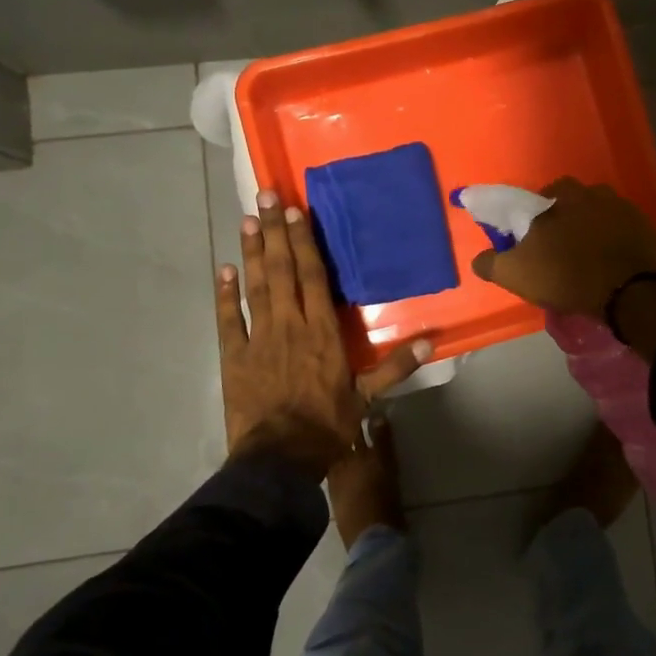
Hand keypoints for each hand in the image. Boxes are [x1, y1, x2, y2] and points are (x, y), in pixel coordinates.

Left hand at [217, 190, 429, 472]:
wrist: (278, 460)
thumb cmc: (326, 426)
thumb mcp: (367, 397)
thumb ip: (396, 366)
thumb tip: (433, 341)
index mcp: (322, 331)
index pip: (314, 277)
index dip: (305, 242)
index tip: (296, 212)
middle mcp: (289, 325)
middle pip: (282, 271)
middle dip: (275, 232)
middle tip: (266, 196)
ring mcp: (258, 338)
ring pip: (255, 286)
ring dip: (251, 252)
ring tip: (246, 220)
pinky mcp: (234, 356)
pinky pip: (227, 320)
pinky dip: (224, 294)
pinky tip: (223, 270)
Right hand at [469, 177, 655, 316]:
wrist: (630, 293)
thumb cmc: (568, 275)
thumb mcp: (517, 273)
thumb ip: (492, 262)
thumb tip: (479, 258)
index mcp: (565, 197)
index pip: (546, 194)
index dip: (538, 214)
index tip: (535, 236)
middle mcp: (598, 194)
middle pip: (578, 203)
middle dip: (569, 219)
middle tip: (562, 247)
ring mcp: (628, 212)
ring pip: (604, 217)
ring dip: (596, 231)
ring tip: (589, 259)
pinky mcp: (650, 232)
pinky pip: (627, 235)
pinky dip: (618, 246)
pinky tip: (613, 267)